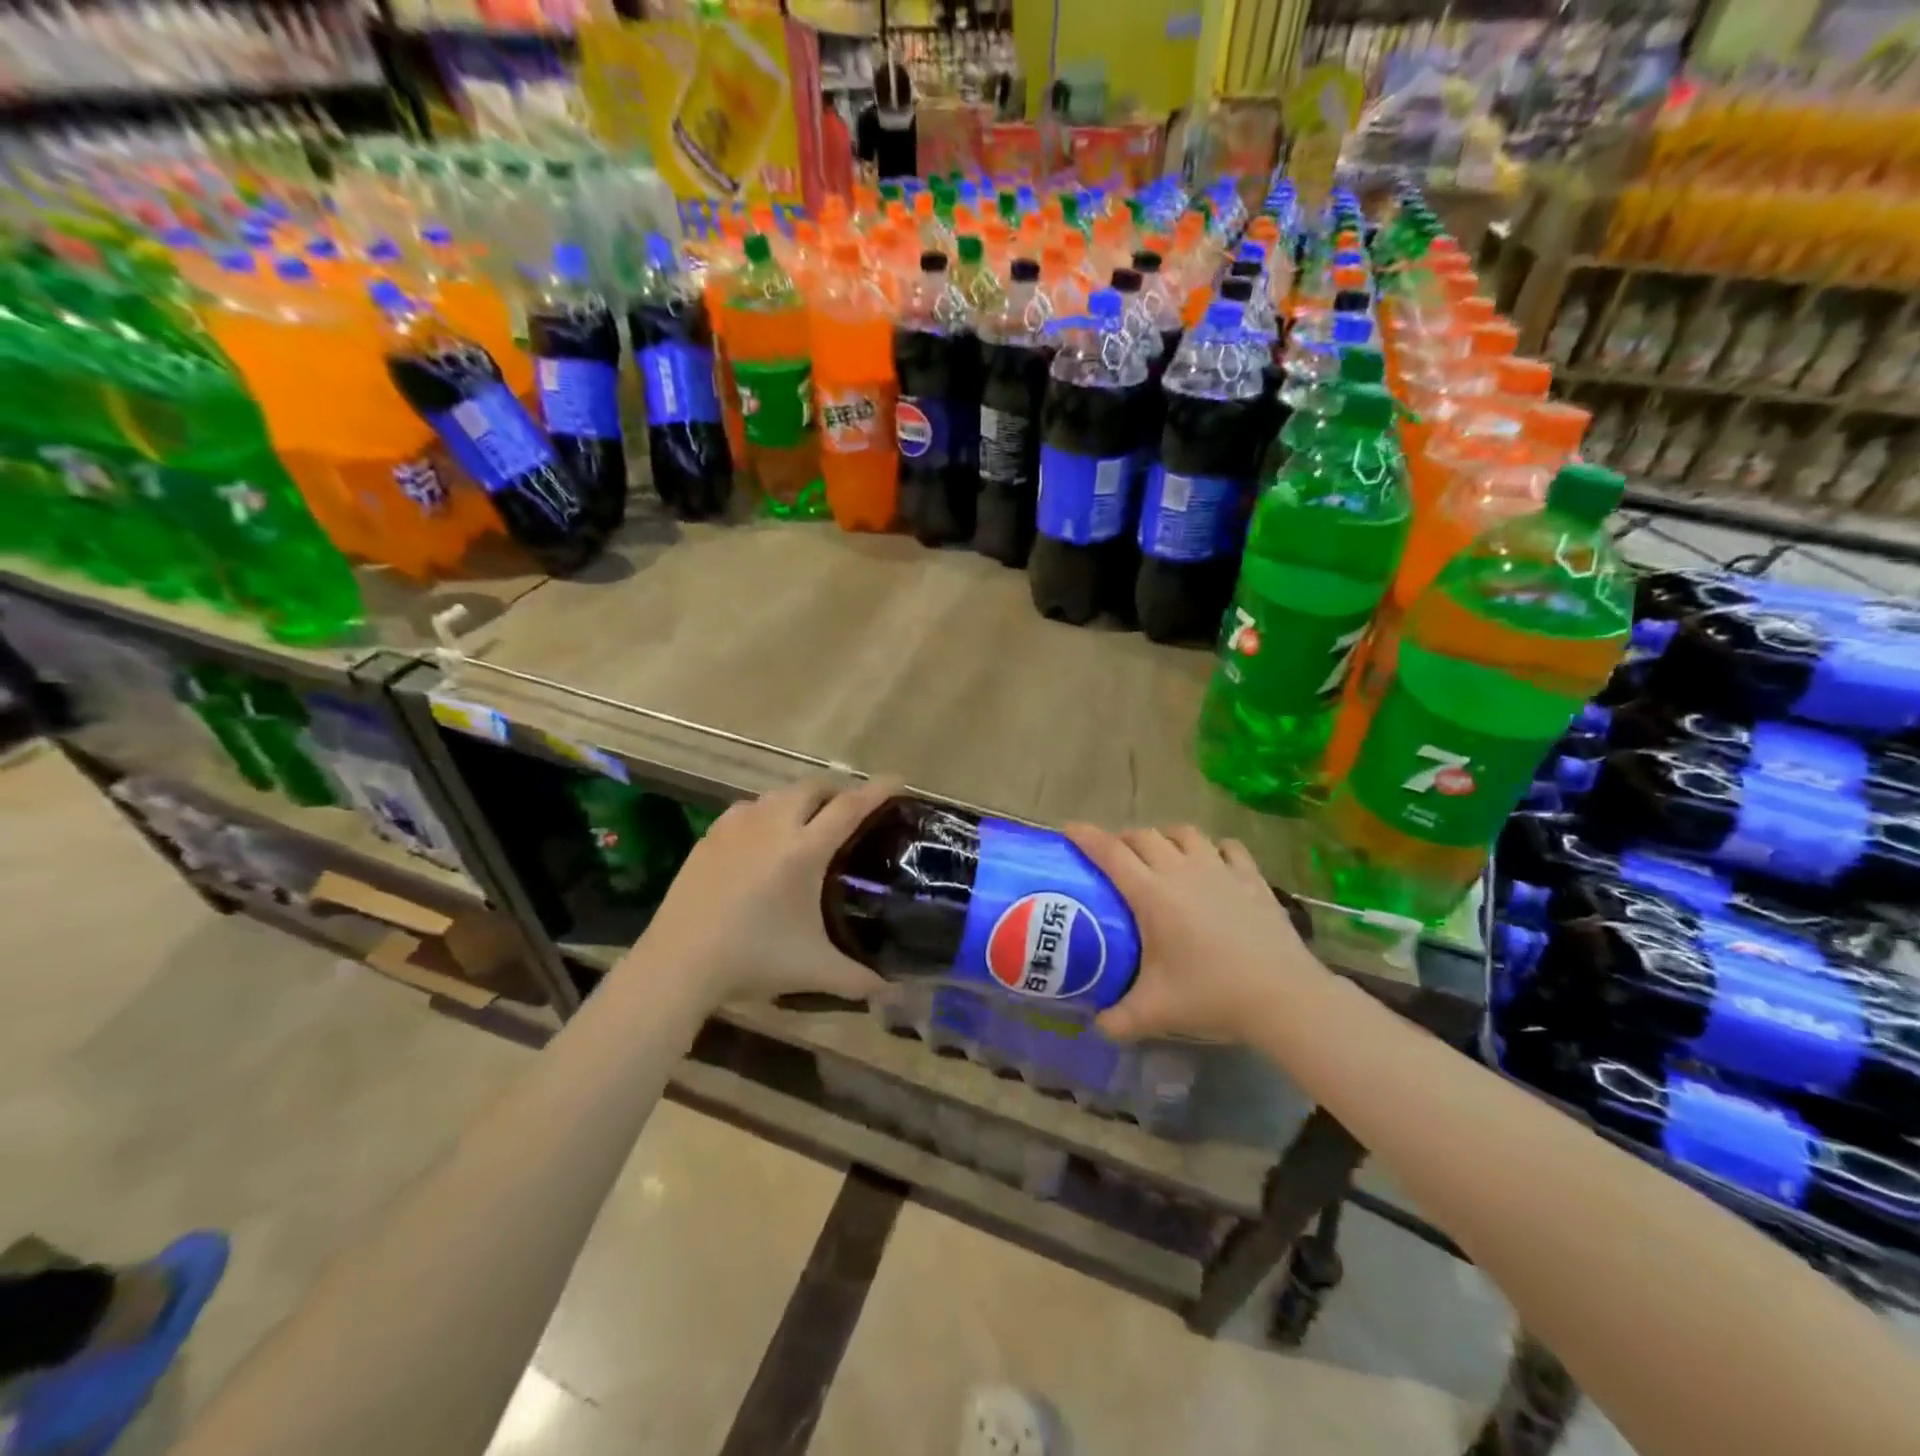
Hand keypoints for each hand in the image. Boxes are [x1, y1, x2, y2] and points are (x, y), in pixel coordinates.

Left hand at [623, 777, 896, 1007]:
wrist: (677, 964)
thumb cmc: (752, 960)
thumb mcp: (813, 970)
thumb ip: (859, 979)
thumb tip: (894, 994)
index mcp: (803, 851)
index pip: (850, 806)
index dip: (878, 789)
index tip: (899, 781)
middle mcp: (772, 826)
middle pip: (813, 787)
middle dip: (838, 791)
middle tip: (851, 811)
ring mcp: (736, 827)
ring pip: (777, 793)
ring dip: (801, 799)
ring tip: (809, 822)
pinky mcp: (709, 836)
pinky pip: (748, 808)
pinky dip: (767, 812)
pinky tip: (764, 837)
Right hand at [1064, 823, 1325, 1043]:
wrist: (1283, 996)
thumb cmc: (1212, 995)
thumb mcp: (1155, 1013)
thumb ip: (1117, 1020)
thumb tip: (1096, 1026)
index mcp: (1152, 894)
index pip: (1110, 852)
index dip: (1086, 836)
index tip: (1068, 829)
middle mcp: (1182, 870)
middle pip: (1144, 836)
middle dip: (1123, 840)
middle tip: (1114, 859)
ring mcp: (1220, 869)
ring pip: (1185, 833)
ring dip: (1165, 838)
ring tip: (1161, 855)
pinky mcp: (1252, 878)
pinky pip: (1227, 847)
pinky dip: (1212, 848)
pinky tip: (1212, 862)